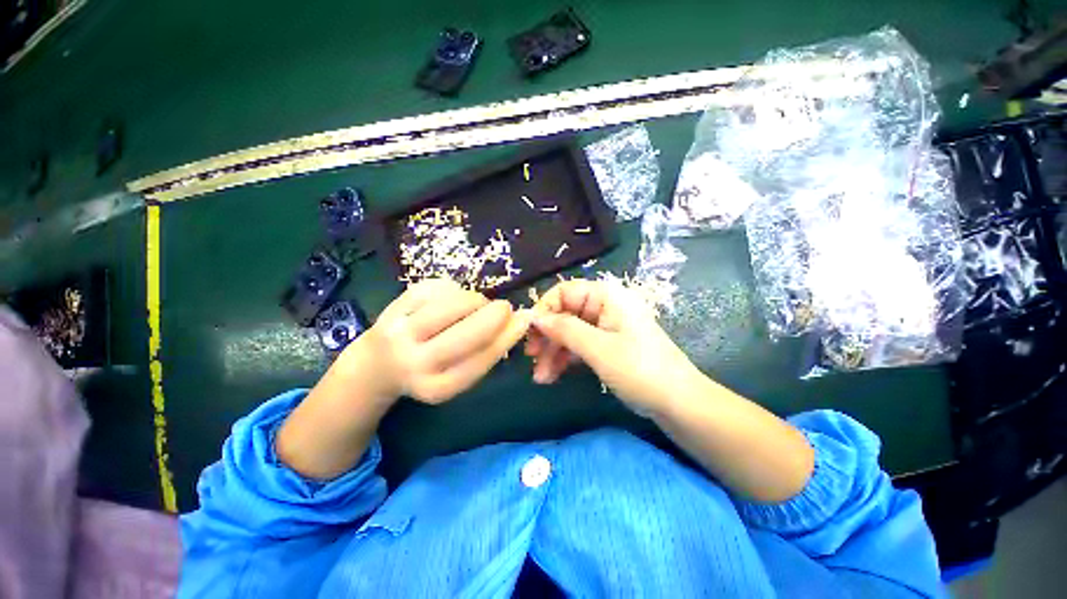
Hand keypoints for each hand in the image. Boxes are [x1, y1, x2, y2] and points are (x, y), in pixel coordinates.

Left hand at [352, 279, 530, 404]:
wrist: (378, 365)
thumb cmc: (430, 369)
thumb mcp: (458, 372)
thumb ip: (487, 351)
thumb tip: (519, 321)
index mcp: (438, 387)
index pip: (480, 360)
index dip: (506, 337)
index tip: (523, 320)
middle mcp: (416, 363)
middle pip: (464, 334)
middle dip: (492, 316)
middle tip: (504, 308)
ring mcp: (400, 334)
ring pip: (449, 306)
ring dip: (474, 300)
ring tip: (477, 304)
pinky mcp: (392, 308)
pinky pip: (434, 288)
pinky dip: (453, 289)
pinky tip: (453, 298)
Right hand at [526, 279, 700, 415]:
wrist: (678, 404)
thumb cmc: (640, 369)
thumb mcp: (598, 348)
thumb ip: (564, 329)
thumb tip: (533, 317)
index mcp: (607, 297)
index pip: (564, 292)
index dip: (545, 310)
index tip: (530, 333)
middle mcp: (605, 307)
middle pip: (565, 314)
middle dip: (547, 337)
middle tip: (531, 358)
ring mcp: (605, 328)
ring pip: (569, 333)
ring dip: (553, 352)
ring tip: (541, 378)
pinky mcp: (607, 346)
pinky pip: (579, 346)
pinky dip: (565, 359)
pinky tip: (552, 376)